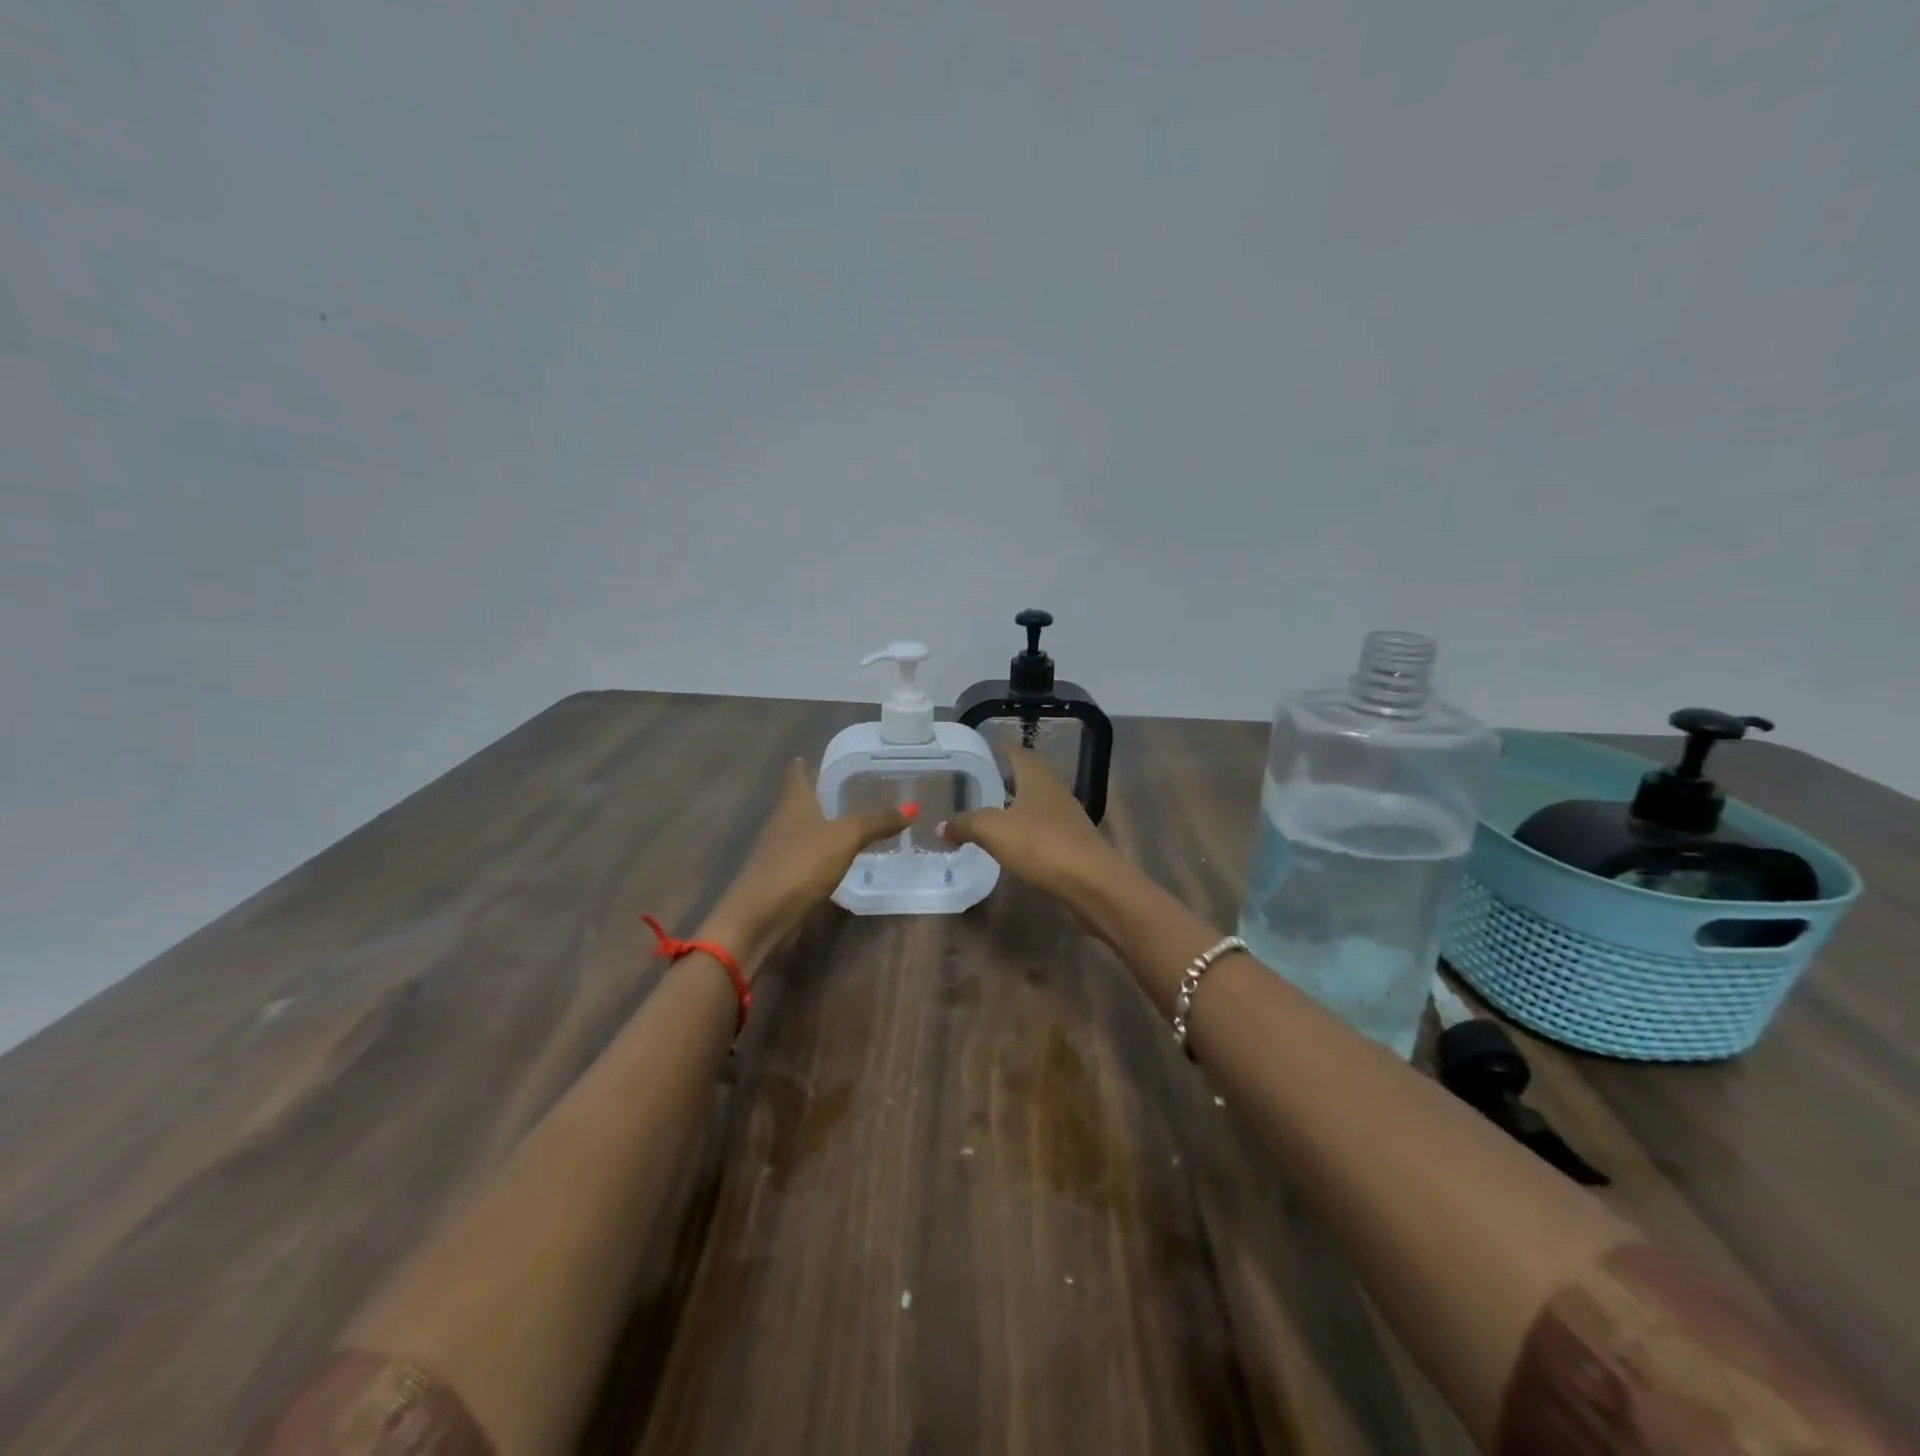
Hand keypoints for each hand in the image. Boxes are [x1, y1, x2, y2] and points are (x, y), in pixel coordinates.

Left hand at [701, 759, 911, 972]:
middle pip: (797, 803)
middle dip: (816, 796)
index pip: (795, 776)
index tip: (809, 756)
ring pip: (801, 832)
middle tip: (844, 789)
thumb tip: (911, 807)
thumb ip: (876, 822)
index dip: (802, 766)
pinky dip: (820, 855)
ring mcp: (779, 853)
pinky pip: (805, 859)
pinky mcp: (782, 880)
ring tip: (845, 823)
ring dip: (819, 827)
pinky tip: (836, 860)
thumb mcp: (845, 837)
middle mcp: (782, 823)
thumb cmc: (801, 864)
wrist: (760, 916)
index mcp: (793, 804)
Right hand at [938, 746, 1128, 932]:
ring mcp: (1067, 819)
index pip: (1017, 753)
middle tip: (980, 781)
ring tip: (992, 811)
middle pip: (1029, 777)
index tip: (984, 747)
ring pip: (1037, 804)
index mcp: (1037, 778)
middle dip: (1007, 777)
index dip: (1001, 748)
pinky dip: (1026, 831)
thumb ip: (966, 824)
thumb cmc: (1042, 845)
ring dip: (1017, 805)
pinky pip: (1043, 830)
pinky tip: (1013, 842)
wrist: (1092, 883)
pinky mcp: (1073, 845)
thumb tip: (942, 826)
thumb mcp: (993, 831)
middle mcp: (1055, 792)